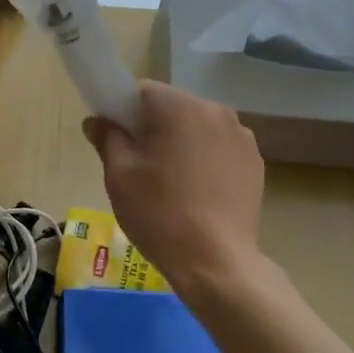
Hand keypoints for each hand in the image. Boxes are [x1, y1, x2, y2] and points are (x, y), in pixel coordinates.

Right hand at [82, 81, 264, 291]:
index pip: (142, 91)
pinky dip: (205, 160)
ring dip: (181, 143)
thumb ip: (107, 137)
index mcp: (179, 107)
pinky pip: (219, 148)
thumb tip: (97, 121)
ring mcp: (241, 136)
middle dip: (154, 128)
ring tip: (171, 184)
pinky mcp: (255, 162)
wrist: (215, 261)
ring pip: (197, 128)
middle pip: (172, 107)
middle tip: (139, 166)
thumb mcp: (119, 174)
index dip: (123, 111)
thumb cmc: (159, 212)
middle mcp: (216, 110)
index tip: (116, 140)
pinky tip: (197, 194)